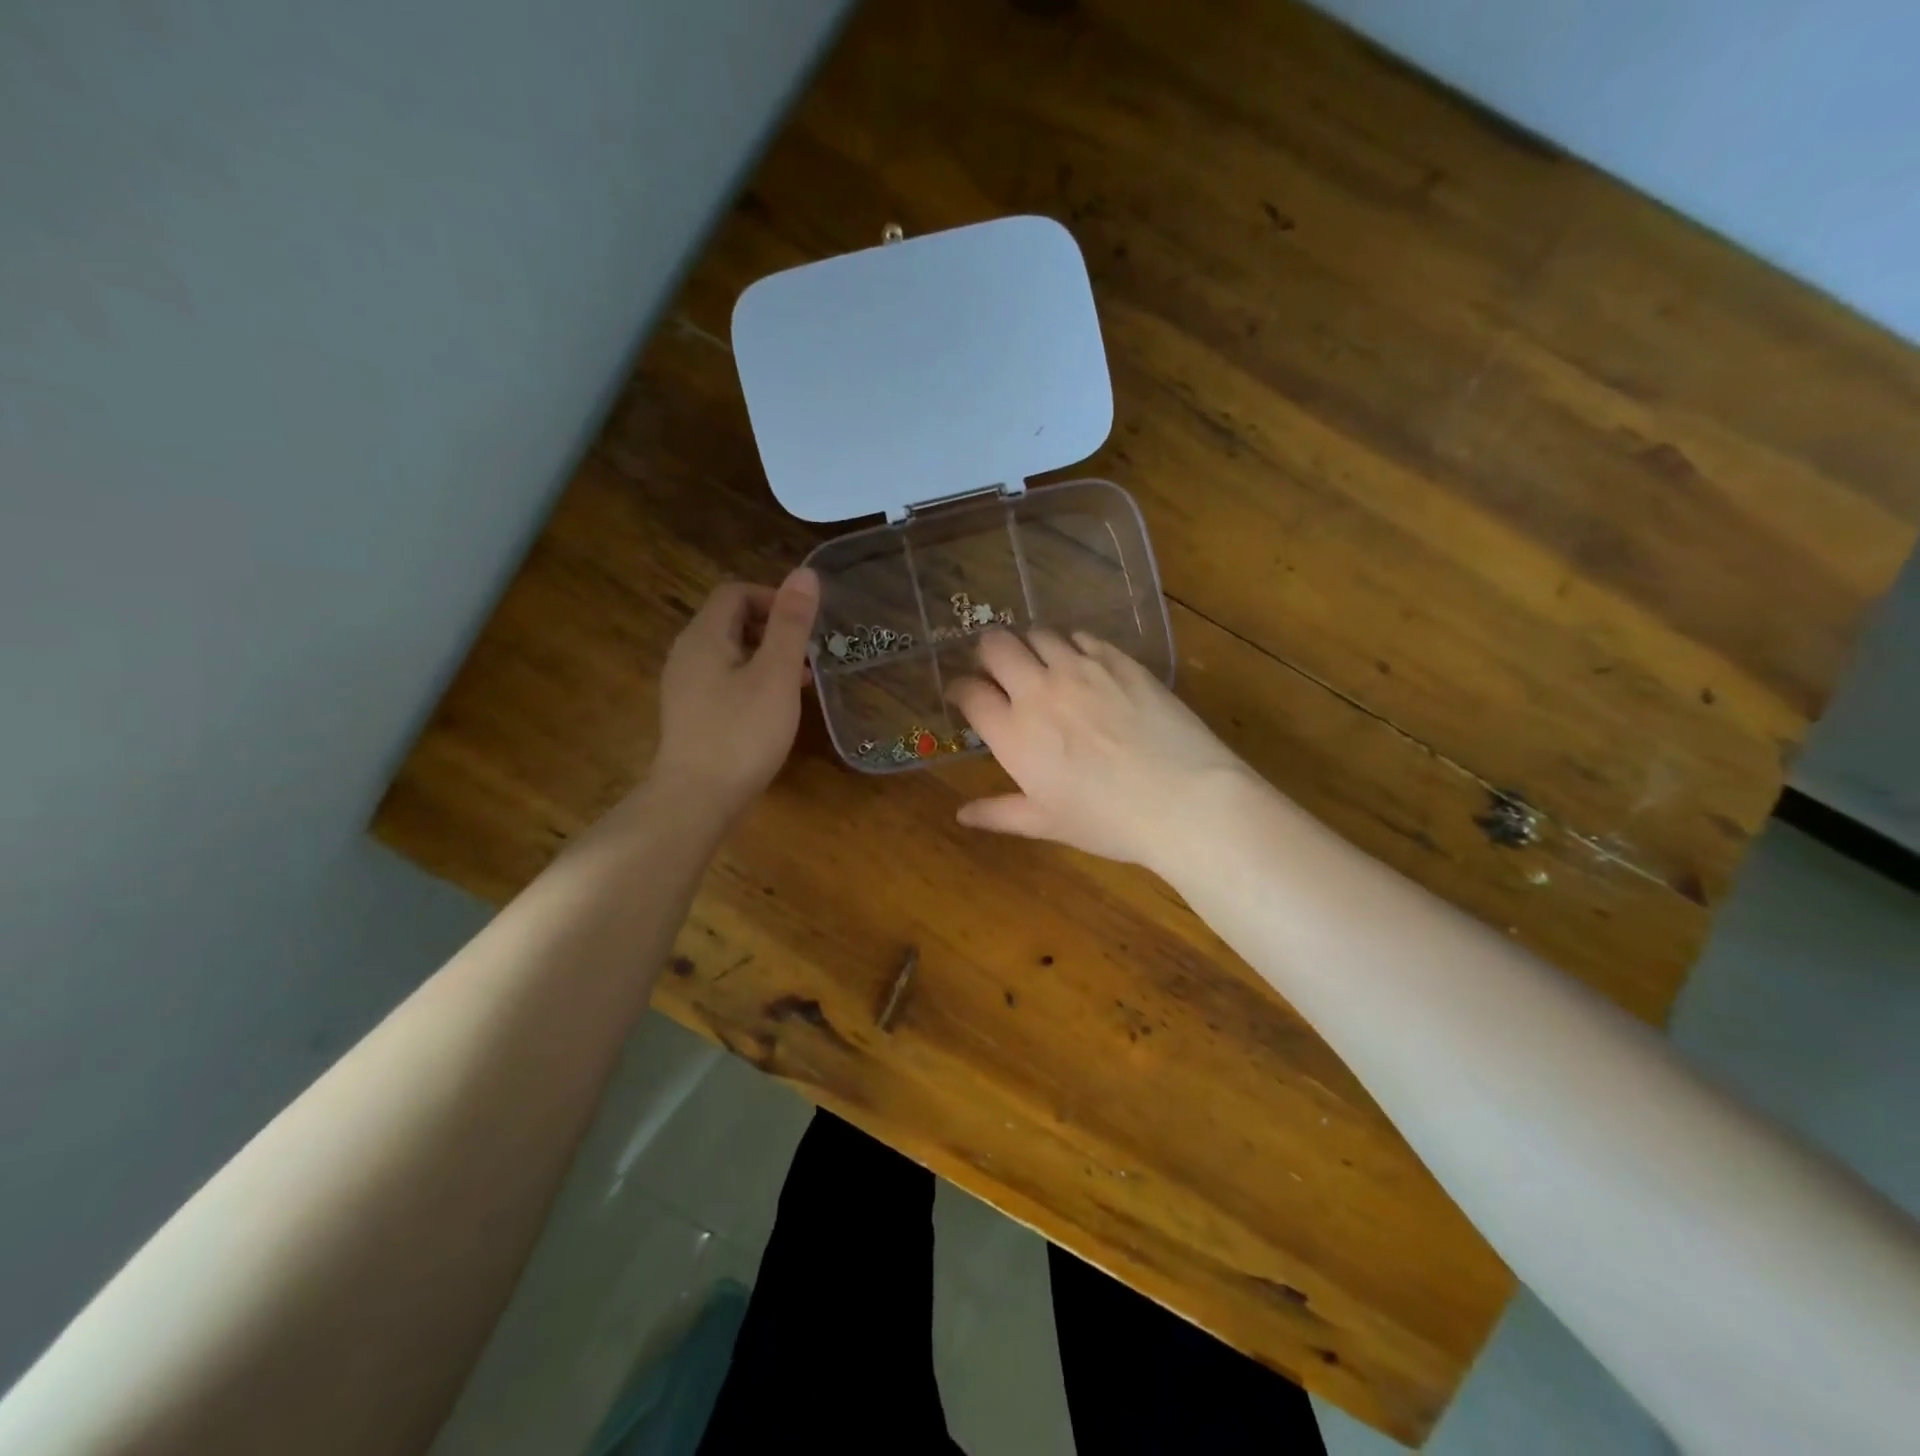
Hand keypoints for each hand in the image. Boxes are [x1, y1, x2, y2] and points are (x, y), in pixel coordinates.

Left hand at [651, 569, 819, 816]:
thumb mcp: (776, 675)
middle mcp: (687, 654)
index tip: (807, 622)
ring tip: (801, 678)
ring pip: (729, 653)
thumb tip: (805, 574)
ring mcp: (685, 686)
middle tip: (809, 650)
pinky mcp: (691, 714)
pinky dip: (752, 680)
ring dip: (766, 655)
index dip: (773, 597)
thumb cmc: (741, 733)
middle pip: (730, 621)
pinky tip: (776, 706)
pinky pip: (724, 680)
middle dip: (773, 627)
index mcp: (704, 636)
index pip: (735, 593)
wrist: (696, 799)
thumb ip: (791, 624)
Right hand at [946, 629, 1253, 868]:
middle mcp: (1039, 691)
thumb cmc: (1108, 820)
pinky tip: (1082, 664)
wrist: (1184, 799)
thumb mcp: (1047, 824)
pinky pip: (1082, 637)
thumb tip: (961, 814)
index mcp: (1014, 734)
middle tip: (997, 671)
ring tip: (1039, 664)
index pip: (969, 693)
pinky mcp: (1118, 660)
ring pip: (1038, 634)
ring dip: (1030, 647)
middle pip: (995, 646)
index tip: (964, 697)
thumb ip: (999, 813)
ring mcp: (1080, 669)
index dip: (959, 690)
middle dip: (987, 655)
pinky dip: (1071, 646)